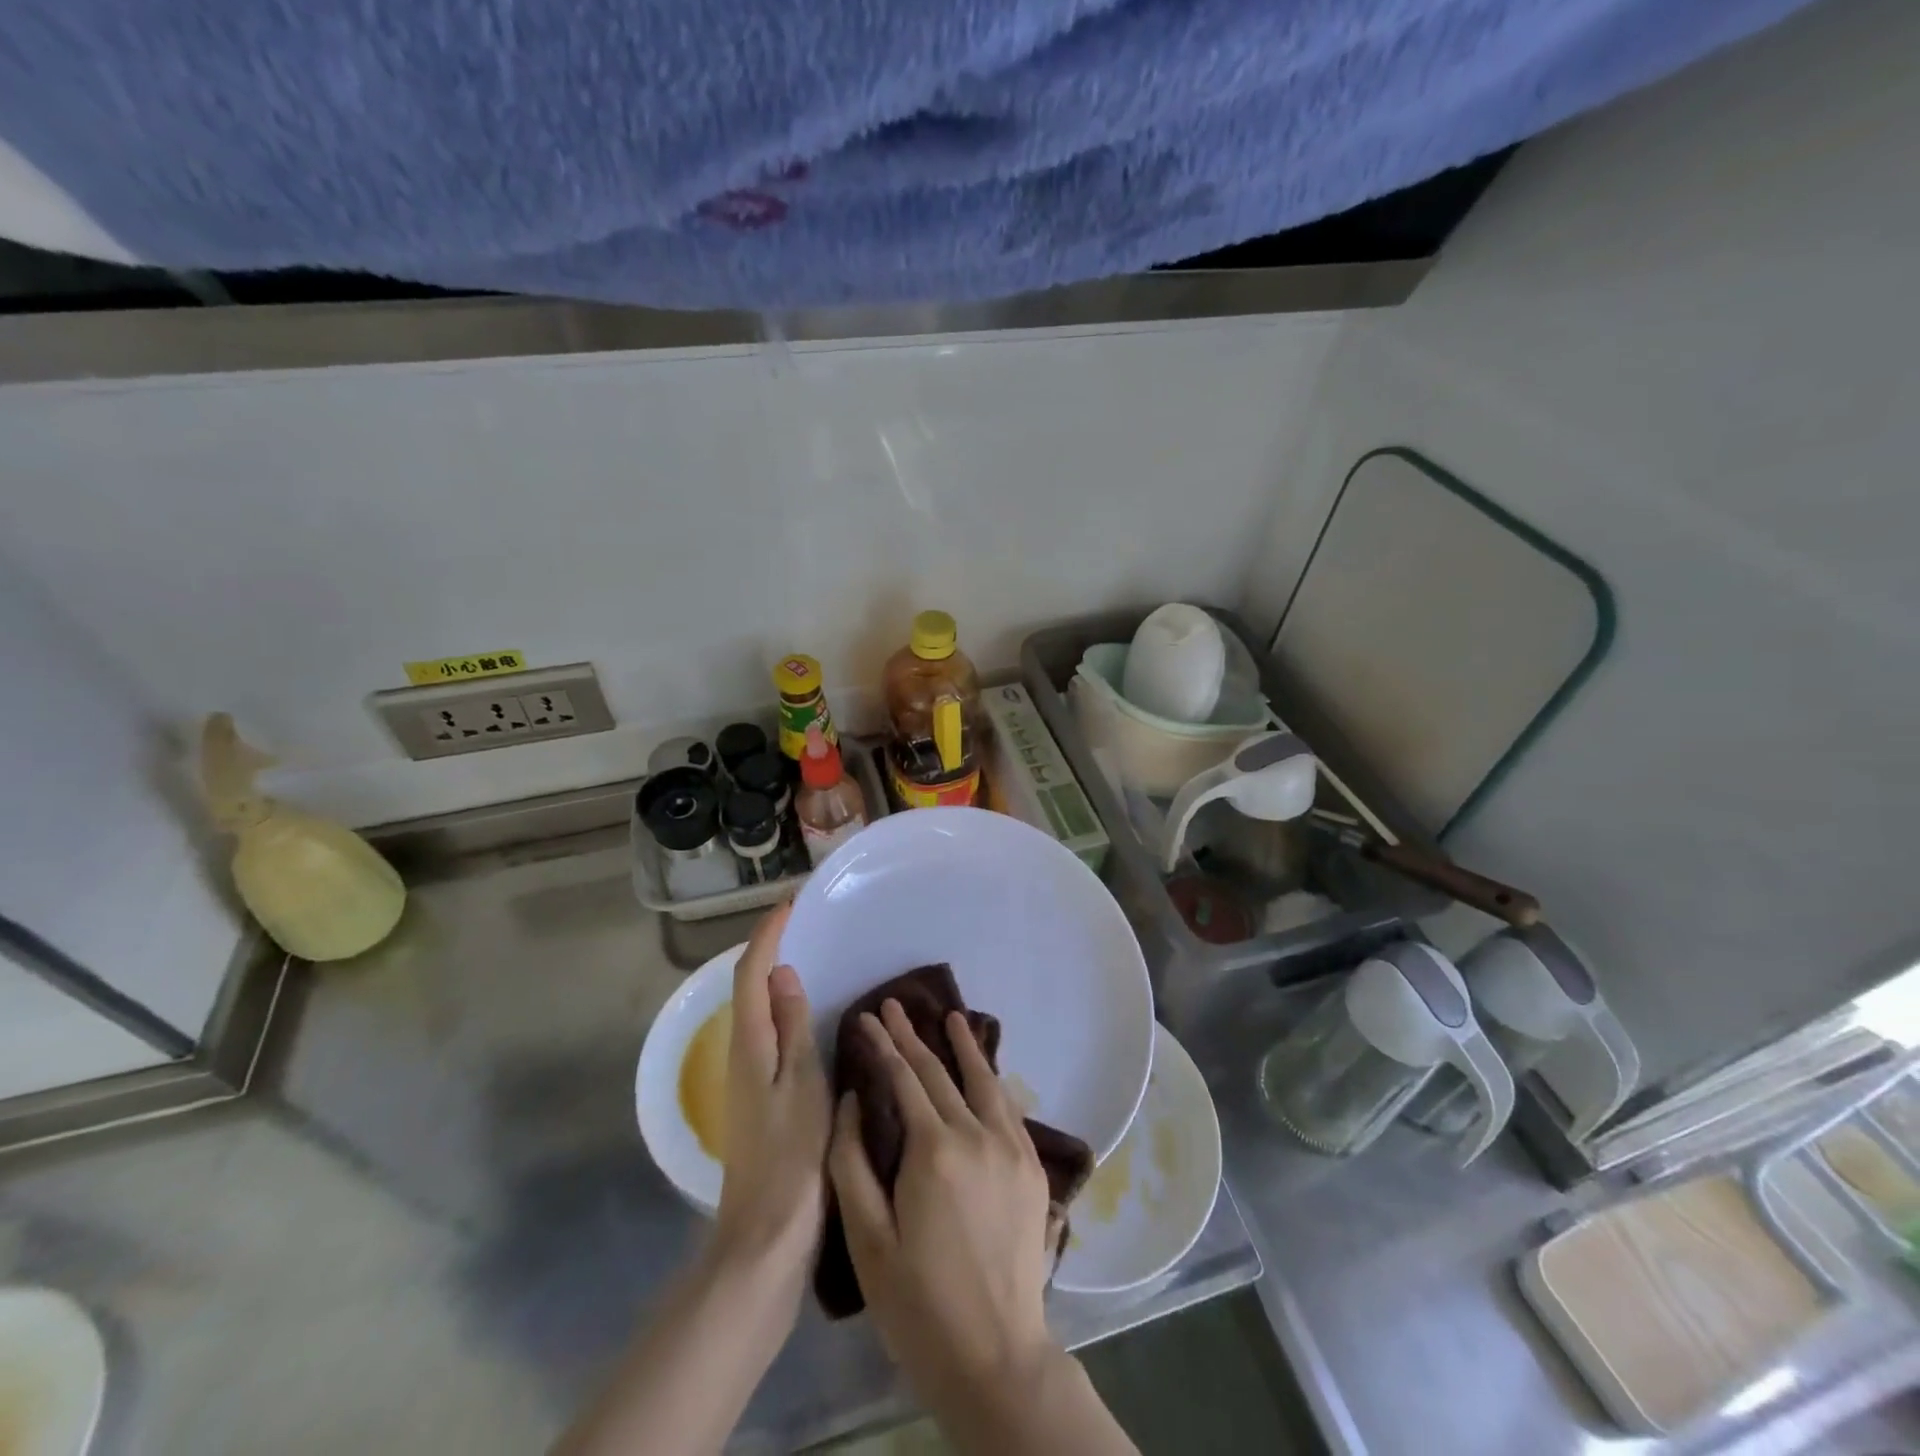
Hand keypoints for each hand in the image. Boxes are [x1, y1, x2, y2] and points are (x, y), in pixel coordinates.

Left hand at [713, 904, 829, 1290]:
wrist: (767, 1236)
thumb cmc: (791, 1156)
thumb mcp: (801, 1084)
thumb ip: (792, 1028)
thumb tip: (783, 974)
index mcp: (750, 1047)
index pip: (751, 976)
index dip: (766, 938)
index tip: (787, 906)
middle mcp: (741, 1056)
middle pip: (748, 990)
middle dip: (767, 951)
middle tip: (800, 926)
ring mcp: (748, 1080)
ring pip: (757, 1013)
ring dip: (774, 980)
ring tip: (808, 959)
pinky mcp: (760, 1098)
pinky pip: (769, 1035)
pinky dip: (783, 1011)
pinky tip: (809, 1019)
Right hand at [828, 1000, 1057, 1409]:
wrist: (995, 1357)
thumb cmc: (918, 1303)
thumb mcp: (867, 1239)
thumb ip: (852, 1163)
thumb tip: (852, 1101)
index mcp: (933, 1150)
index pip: (904, 1078)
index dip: (882, 1044)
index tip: (867, 1017)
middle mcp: (977, 1134)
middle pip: (940, 1072)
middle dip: (913, 1036)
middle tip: (895, 1006)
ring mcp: (1011, 1148)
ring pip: (984, 1081)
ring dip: (964, 1046)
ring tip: (952, 1016)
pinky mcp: (1032, 1167)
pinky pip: (1008, 1107)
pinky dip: (992, 1079)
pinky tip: (985, 1071)